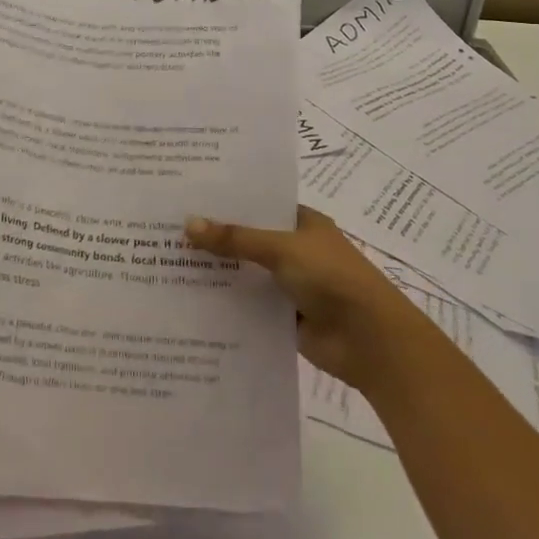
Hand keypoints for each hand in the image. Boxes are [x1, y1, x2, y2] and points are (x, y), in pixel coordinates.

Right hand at [185, 205, 409, 390]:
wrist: (371, 342)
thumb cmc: (332, 279)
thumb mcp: (282, 249)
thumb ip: (235, 239)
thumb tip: (188, 224)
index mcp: (303, 223)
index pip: (259, 204)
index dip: (227, 201)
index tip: (188, 196)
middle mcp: (296, 249)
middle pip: (248, 239)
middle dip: (215, 237)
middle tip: (167, 228)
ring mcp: (289, 284)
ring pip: (246, 273)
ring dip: (218, 271)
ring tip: (168, 261)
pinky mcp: (283, 316)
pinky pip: (248, 305)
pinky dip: (226, 302)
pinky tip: (189, 298)